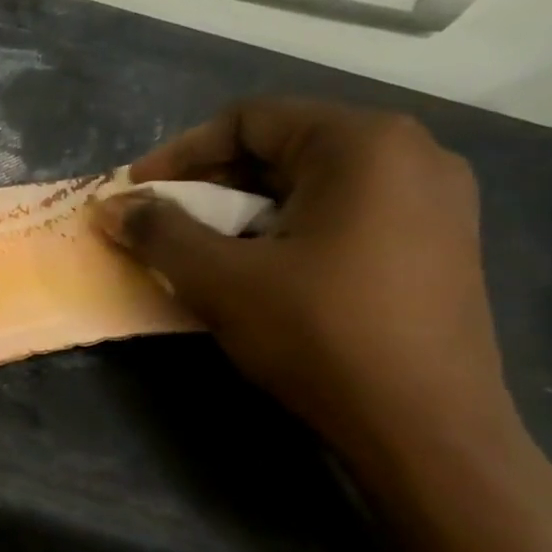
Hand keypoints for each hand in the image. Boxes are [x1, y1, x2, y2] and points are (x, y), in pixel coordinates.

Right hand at [92, 98, 511, 452]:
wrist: (429, 430)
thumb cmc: (321, 335)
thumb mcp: (221, 280)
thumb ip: (158, 233)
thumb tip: (110, 209)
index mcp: (363, 142)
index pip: (249, 120)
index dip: (180, 153)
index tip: (138, 191)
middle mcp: (412, 152)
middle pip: (284, 146)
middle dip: (214, 182)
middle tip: (168, 220)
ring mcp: (437, 199)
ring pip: (315, 182)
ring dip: (249, 207)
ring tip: (210, 247)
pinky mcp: (442, 243)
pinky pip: (348, 212)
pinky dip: (292, 228)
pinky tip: (267, 269)